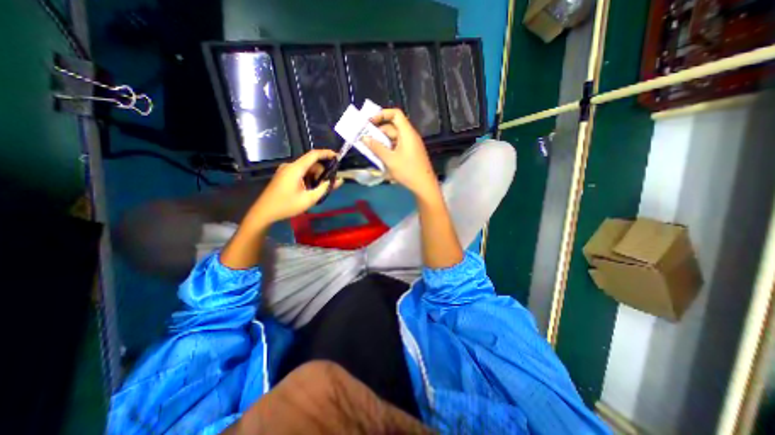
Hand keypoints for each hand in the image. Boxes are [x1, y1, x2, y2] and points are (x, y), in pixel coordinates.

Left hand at [245, 149, 341, 227]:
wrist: (264, 212)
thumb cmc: (287, 205)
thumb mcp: (309, 199)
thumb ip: (325, 188)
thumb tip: (339, 180)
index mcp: (295, 168)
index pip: (314, 154)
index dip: (327, 153)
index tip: (338, 157)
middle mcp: (290, 165)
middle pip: (311, 163)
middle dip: (322, 171)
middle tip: (328, 184)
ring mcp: (286, 170)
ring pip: (306, 168)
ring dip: (315, 176)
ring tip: (318, 190)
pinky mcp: (284, 175)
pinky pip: (300, 172)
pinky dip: (308, 178)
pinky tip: (310, 189)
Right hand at [362, 108, 438, 200]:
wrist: (424, 186)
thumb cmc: (408, 171)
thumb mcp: (390, 160)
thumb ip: (376, 148)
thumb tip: (364, 138)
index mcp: (407, 133)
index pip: (395, 114)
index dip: (382, 114)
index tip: (370, 122)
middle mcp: (410, 136)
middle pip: (393, 127)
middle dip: (379, 132)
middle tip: (366, 140)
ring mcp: (411, 145)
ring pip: (394, 138)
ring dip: (382, 142)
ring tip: (371, 150)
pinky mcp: (411, 153)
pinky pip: (397, 146)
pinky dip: (388, 149)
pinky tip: (381, 157)